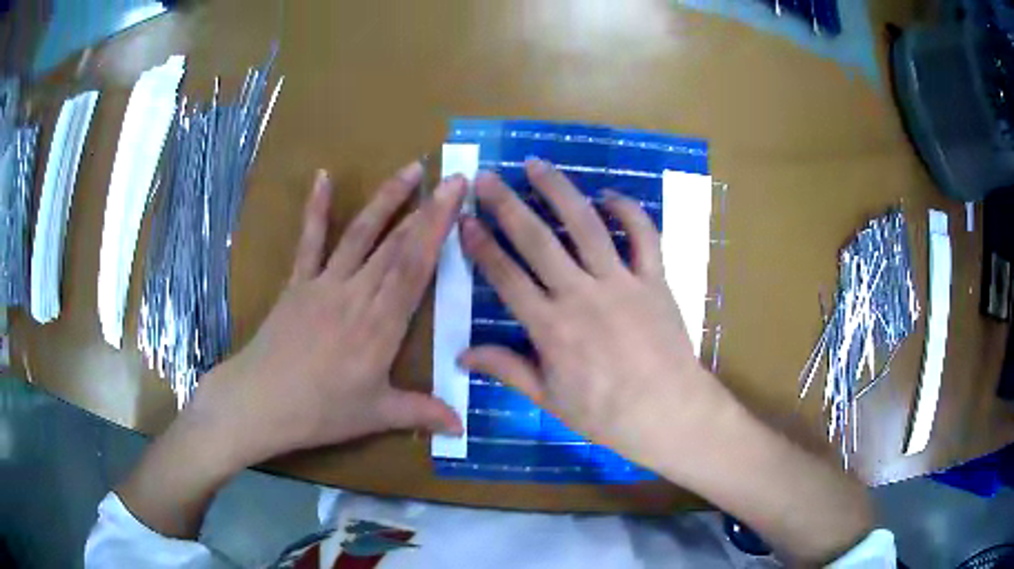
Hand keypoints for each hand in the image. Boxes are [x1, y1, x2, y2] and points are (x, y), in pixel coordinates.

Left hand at [186, 163, 465, 469]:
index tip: (458, 197)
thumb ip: (421, 413)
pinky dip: (315, 209)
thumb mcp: (375, 415)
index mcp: (381, 326)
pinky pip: (309, 241)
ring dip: (386, 199)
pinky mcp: (297, 283)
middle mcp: (356, 295)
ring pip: (361, 235)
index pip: (416, 267)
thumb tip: (463, 426)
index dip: (439, 228)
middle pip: (396, 245)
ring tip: (410, 169)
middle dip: (427, 208)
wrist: (259, 403)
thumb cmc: (320, 412)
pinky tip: (322, 177)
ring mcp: (324, 284)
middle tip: (451, 176)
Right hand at [458, 159, 732, 472]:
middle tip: (487, 177)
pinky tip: (609, 195)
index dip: (481, 245)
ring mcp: (622, 282)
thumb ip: (507, 370)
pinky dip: (628, 211)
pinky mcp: (654, 279)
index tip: (464, 219)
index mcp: (551, 327)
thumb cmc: (606, 414)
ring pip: (586, 225)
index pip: (506, 276)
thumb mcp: (550, 399)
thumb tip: (462, 354)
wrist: (669, 413)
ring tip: (536, 165)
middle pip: (538, 241)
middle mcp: (581, 294)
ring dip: (559, 191)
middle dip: (507, 205)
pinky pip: (644, 236)